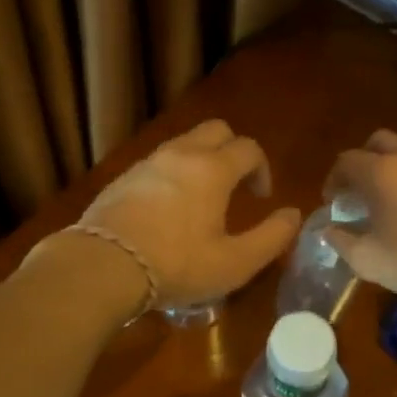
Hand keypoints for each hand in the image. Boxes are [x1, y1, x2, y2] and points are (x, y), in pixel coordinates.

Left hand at [73, 120, 301, 309]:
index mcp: (213, 169)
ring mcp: (148, 163)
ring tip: (202, 198)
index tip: (261, 197)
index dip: (262, 169)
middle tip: (235, 185)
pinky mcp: (123, 178)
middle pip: (216, 130)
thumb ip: (271, 237)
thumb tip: (293, 215)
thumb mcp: (235, 263)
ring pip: (183, 143)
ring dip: (201, 160)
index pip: (249, 148)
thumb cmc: (176, 265)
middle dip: (233, 150)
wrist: (102, 266)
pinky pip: (158, 163)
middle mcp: (181, 155)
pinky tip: (167, 209)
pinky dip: (173, 174)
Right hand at [322, 130, 396, 301]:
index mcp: (380, 172)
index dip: (333, 179)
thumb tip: (329, 231)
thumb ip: (341, 241)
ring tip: (380, 204)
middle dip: (362, 160)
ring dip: (388, 172)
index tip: (331, 202)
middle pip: (378, 142)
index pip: (347, 161)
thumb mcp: (365, 258)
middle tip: (355, 189)